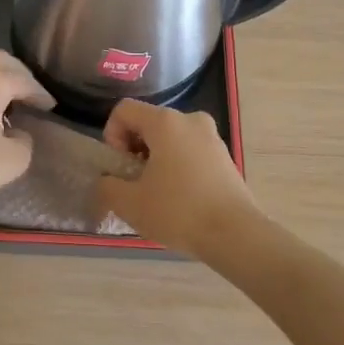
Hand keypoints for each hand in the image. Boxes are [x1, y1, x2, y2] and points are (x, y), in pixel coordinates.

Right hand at [95, 100, 263, 254]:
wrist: (235, 234)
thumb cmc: (178, 212)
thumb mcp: (130, 203)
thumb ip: (107, 186)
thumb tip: (108, 181)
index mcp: (165, 122)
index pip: (124, 110)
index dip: (112, 135)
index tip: (119, 166)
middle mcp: (190, 120)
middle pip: (148, 123)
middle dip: (134, 149)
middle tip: (134, 183)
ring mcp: (211, 136)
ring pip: (170, 138)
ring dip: (156, 159)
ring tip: (157, 194)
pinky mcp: (224, 156)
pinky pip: (189, 151)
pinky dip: (177, 166)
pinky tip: (180, 198)